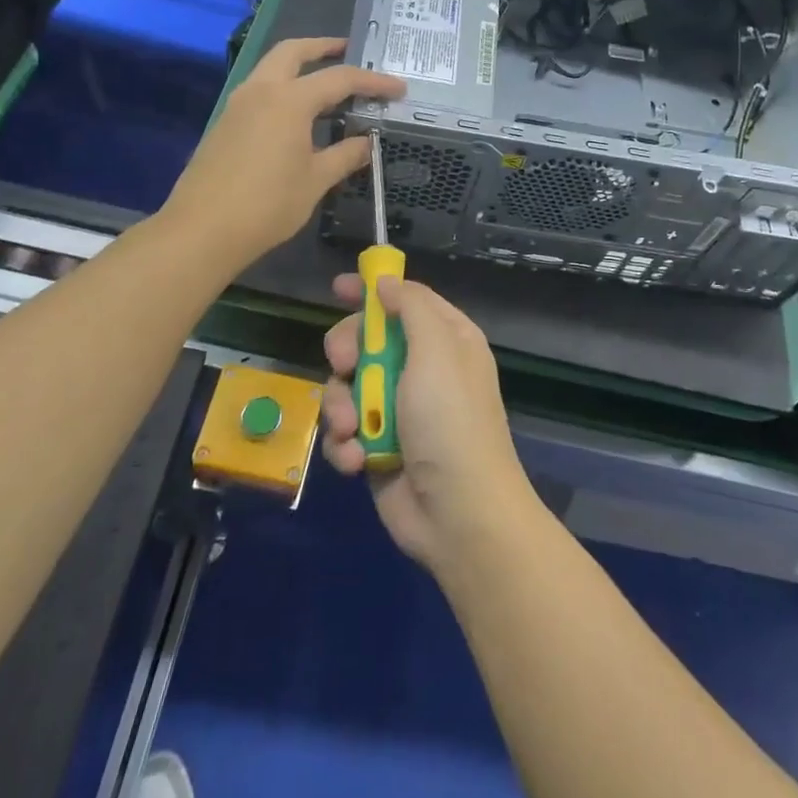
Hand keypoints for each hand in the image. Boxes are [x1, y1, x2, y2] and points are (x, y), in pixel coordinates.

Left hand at [163, 38, 402, 270]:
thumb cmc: (267, 205)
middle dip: (323, 47)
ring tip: (328, 83)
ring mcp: (238, 104)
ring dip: (300, 65)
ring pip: (272, 67)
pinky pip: (261, 90)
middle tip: (349, 51)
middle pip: (294, 51)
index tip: (398, 88)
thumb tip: (367, 143)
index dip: (373, 82)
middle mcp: (261, 90)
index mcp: (289, 100)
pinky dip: (284, 87)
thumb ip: (345, 155)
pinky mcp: (226, 122)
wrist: (201, 231)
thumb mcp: (315, 180)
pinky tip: (299, 114)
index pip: (340, 79)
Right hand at [319, 274, 536, 574]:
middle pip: (366, 339)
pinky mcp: (377, 447)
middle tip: (343, 365)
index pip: (405, 299)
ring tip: (353, 428)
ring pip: (346, 387)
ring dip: (341, 406)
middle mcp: (421, 369)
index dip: (373, 290)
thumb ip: (411, 307)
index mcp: (445, 339)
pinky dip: (345, 444)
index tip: (338, 287)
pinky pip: (345, 431)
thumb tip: (387, 282)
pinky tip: (356, 459)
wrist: (459, 515)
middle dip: (347, 351)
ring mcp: (397, 410)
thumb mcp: (437, 350)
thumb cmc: (450, 420)